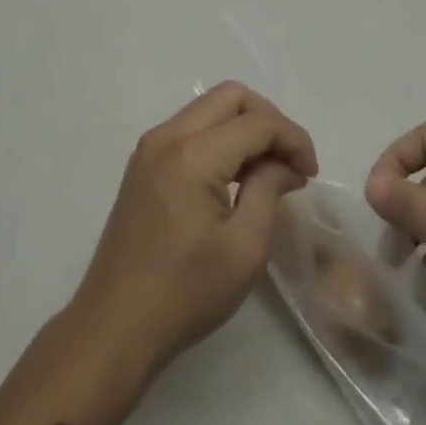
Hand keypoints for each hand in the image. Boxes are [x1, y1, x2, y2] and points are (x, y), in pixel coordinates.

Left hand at [70, 83, 317, 378]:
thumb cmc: (185, 294)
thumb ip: (269, 190)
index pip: (257, 122)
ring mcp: (150, 148)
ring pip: (209, 109)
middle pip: (231, 97)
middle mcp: (168, 136)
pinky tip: (237, 177)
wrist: (114, 327)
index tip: (311, 173)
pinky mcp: (143, 164)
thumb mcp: (245, 248)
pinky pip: (191, 129)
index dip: (293, 139)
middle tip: (291, 161)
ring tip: (269, 172)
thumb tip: (285, 164)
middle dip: (269, 120)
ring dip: (244, 128)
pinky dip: (221, 139)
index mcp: (193, 155)